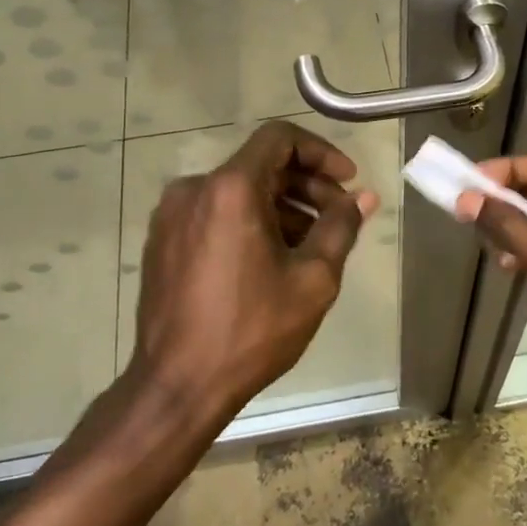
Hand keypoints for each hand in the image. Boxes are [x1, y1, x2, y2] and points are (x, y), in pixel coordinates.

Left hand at [129, 121, 378, 423]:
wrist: (176, 386)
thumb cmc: (251, 330)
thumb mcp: (312, 279)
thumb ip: (340, 227)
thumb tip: (364, 197)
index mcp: (230, 188)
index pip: (279, 139)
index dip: (320, 153)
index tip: (347, 181)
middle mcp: (194, 189)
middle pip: (260, 165)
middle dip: (306, 186)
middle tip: (339, 217)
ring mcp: (172, 215)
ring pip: (238, 190)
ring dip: (280, 206)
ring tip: (311, 244)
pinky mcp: (162, 240)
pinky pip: (214, 213)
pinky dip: (248, 221)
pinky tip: (271, 258)